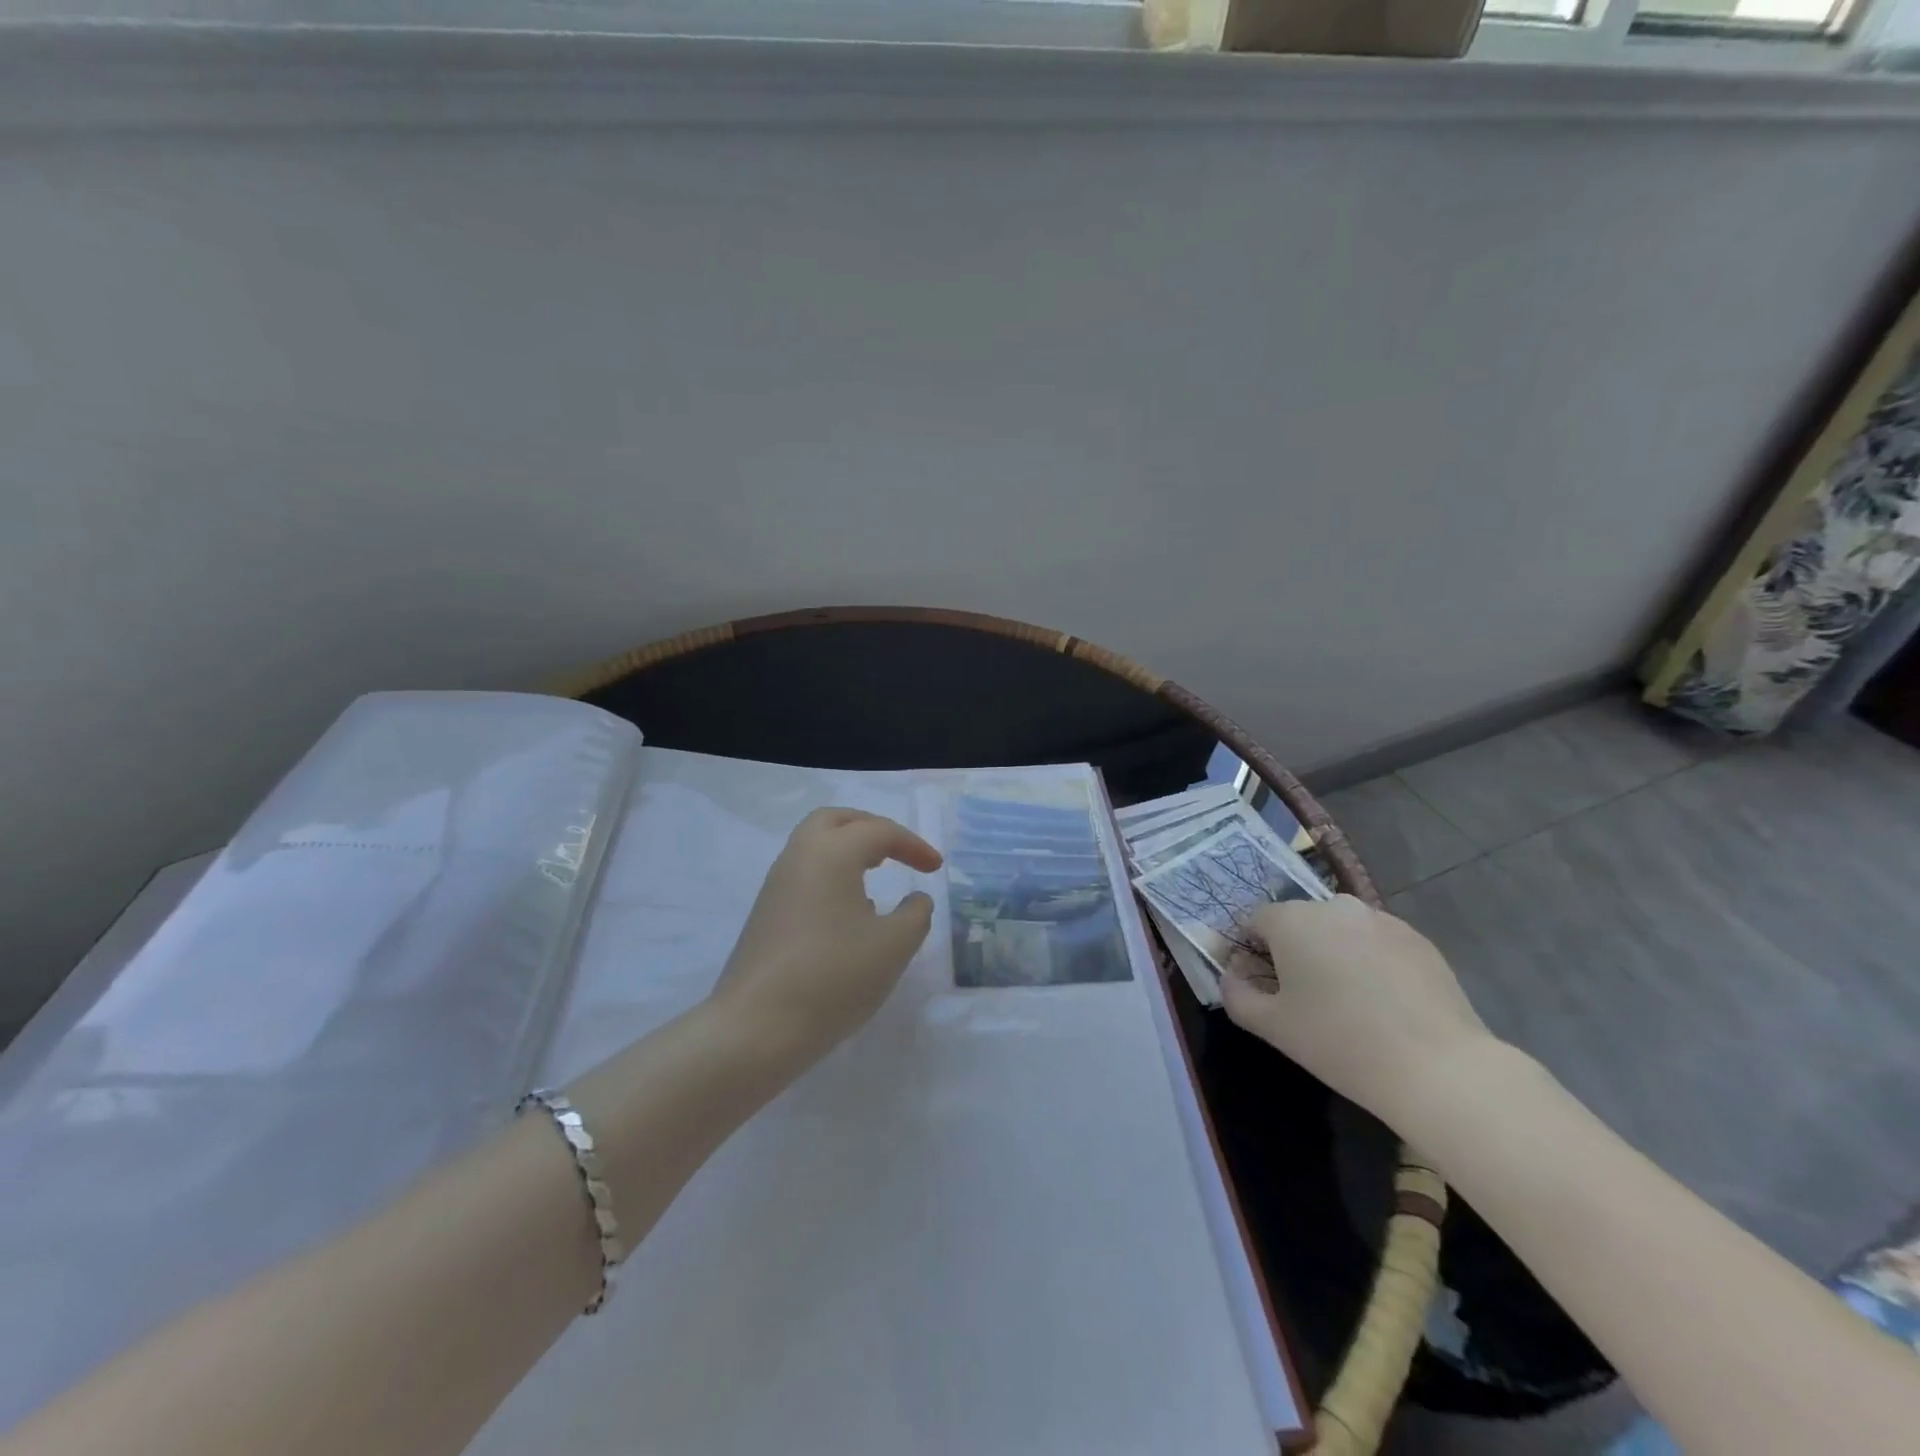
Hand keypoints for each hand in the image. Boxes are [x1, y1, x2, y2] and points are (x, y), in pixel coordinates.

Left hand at [708, 808, 943, 1066]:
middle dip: (872, 828)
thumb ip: (916, 914)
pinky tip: (849, 912)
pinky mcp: (765, 913)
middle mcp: (799, 856)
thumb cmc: (834, 977)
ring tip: (877, 875)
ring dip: (849, 850)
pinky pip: (804, 873)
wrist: (756, 1028)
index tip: (936, 868)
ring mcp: (776, 884)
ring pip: (815, 845)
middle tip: (898, 850)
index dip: (913, 845)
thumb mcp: (894, 946)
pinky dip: (832, 874)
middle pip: (836, 820)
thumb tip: (915, 898)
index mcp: (832, 852)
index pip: (879, 832)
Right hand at [1220, 895, 1499, 1127]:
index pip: (1255, 921)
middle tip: (1299, 995)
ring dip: (1331, 953)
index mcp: (1292, 920)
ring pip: (1339, 930)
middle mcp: (1333, 906)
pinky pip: (1376, 942)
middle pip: (1298, 922)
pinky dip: (1368, 962)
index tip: (1256, 984)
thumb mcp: (1272, 1026)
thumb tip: (1231, 978)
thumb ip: (1236, 996)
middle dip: (1291, 950)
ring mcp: (1380, 919)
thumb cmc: (1339, 1042)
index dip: (1248, 950)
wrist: (1437, 1068)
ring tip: (1343, 1000)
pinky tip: (1380, 1002)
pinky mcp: (1418, 939)